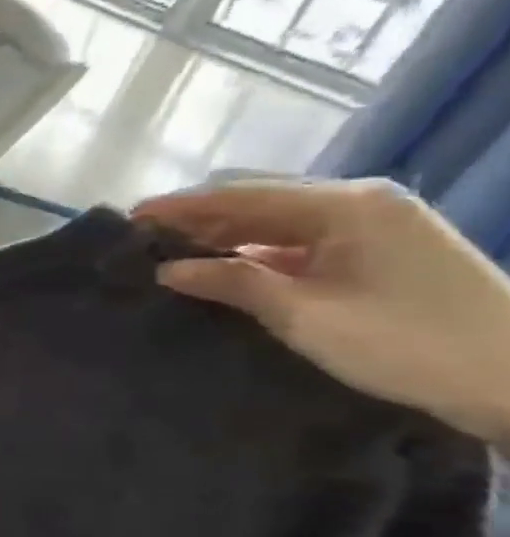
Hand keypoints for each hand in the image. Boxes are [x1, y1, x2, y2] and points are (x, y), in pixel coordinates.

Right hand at [134, 179, 509, 445]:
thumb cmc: (407, 343)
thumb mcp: (305, 314)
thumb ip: (232, 282)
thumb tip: (167, 269)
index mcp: (346, 205)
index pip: (242, 194)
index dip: (180, 206)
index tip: (129, 219)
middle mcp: (362, 202)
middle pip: (260, 200)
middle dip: (199, 217)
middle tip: (144, 239)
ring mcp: (378, 225)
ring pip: (279, 219)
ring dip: (226, 233)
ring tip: (174, 251)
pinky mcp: (384, 250)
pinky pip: (303, 238)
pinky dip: (259, 249)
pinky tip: (227, 265)